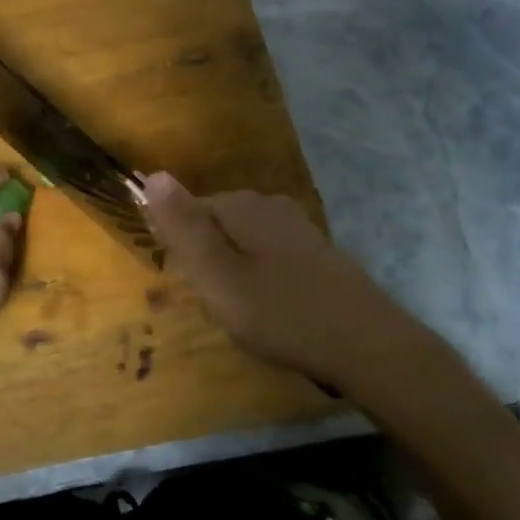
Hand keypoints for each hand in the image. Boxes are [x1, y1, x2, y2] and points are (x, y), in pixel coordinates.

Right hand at [142, 172, 430, 390]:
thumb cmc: (281, 312)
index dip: (180, 249)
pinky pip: (269, 255)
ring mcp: (297, 226)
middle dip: (207, 260)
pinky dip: (261, 278)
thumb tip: (152, 174)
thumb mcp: (217, 275)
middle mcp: (269, 204)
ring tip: (241, 312)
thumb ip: (183, 227)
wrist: (367, 345)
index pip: (187, 210)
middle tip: (215, 305)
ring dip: (233, 271)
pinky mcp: (316, 251)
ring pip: (243, 242)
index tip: (190, 287)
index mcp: (241, 205)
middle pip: (216, 224)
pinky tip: (272, 308)